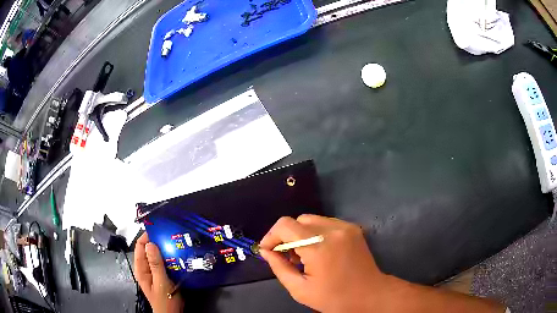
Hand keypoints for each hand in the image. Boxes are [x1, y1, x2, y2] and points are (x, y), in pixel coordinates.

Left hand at [134, 233, 183, 312]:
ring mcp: (154, 272)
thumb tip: (151, 244)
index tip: (159, 230)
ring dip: (165, 250)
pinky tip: (179, 256)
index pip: (140, 246)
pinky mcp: (163, 275)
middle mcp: (146, 268)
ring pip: (158, 256)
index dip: (147, 237)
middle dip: (158, 242)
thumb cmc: (165, 300)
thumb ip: (155, 264)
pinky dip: (170, 258)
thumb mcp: (160, 283)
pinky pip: (165, 263)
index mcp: (141, 269)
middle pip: (149, 250)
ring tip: (176, 244)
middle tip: (171, 237)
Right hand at [259, 215, 388, 311]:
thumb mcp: (300, 289)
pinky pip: (325, 222)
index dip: (271, 236)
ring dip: (301, 234)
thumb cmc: (334, 298)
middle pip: (297, 220)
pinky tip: (319, 251)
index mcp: (318, 247)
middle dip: (286, 236)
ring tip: (304, 255)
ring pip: (311, 219)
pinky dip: (315, 233)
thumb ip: (279, 267)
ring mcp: (345, 227)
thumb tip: (265, 251)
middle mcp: (333, 230)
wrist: (370, 294)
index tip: (269, 251)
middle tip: (288, 257)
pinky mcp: (353, 228)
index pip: (285, 225)